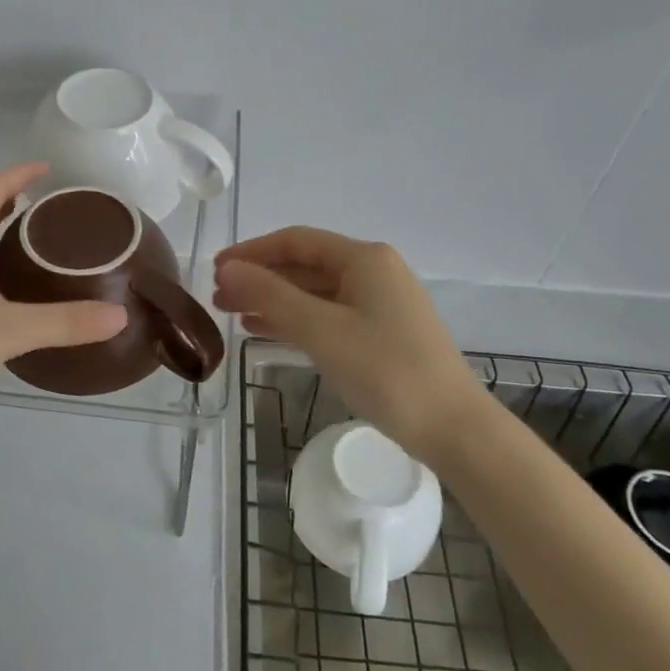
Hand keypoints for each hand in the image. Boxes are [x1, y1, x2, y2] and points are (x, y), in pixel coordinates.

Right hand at [213, 227, 483, 454]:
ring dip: (273, 300)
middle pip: (304, 265)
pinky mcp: (382, 332)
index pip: (296, 241)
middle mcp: (374, 272)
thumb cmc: (386, 371)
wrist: (453, 428)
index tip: (216, 269)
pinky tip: (265, 331)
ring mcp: (380, 303)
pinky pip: (328, 315)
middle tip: (218, 298)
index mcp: (364, 259)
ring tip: (232, 314)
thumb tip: (227, 269)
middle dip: (260, 278)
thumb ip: (271, 295)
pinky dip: (295, 320)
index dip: (252, 252)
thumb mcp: (321, 330)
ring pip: (314, 292)